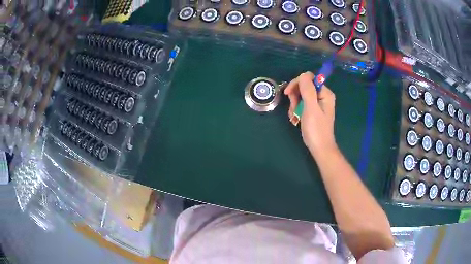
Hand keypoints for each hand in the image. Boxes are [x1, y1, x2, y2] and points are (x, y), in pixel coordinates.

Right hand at [284, 72, 336, 154]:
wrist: (319, 149)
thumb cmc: (316, 129)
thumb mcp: (311, 108)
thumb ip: (307, 90)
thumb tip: (303, 75)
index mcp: (325, 93)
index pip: (308, 78)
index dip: (297, 84)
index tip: (288, 94)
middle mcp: (322, 96)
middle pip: (304, 86)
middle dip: (295, 97)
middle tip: (293, 109)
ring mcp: (318, 103)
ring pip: (301, 96)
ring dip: (294, 105)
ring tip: (295, 117)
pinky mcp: (313, 110)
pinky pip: (302, 104)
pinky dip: (296, 110)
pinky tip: (296, 119)